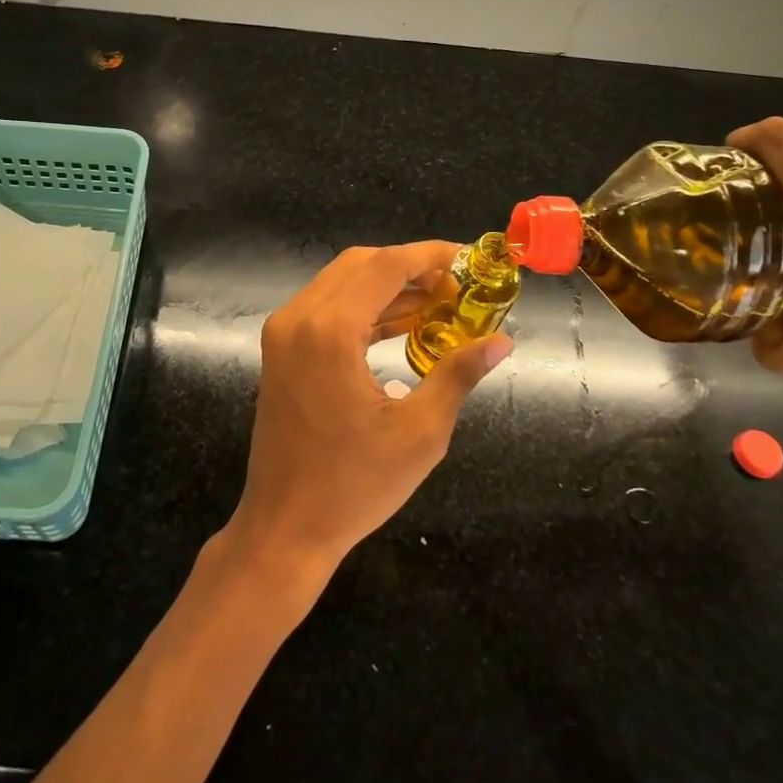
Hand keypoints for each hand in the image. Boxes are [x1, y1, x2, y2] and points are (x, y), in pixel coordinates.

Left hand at [227, 242, 512, 576]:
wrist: (284, 526)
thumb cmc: (354, 485)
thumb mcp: (419, 432)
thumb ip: (458, 374)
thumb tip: (501, 342)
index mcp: (329, 331)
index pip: (384, 266)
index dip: (428, 255)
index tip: (468, 258)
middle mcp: (298, 318)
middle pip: (360, 265)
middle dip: (409, 267)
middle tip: (456, 285)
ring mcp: (284, 332)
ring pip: (341, 283)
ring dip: (387, 286)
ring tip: (438, 302)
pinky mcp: (281, 349)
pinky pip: (327, 309)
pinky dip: (364, 308)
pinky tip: (402, 323)